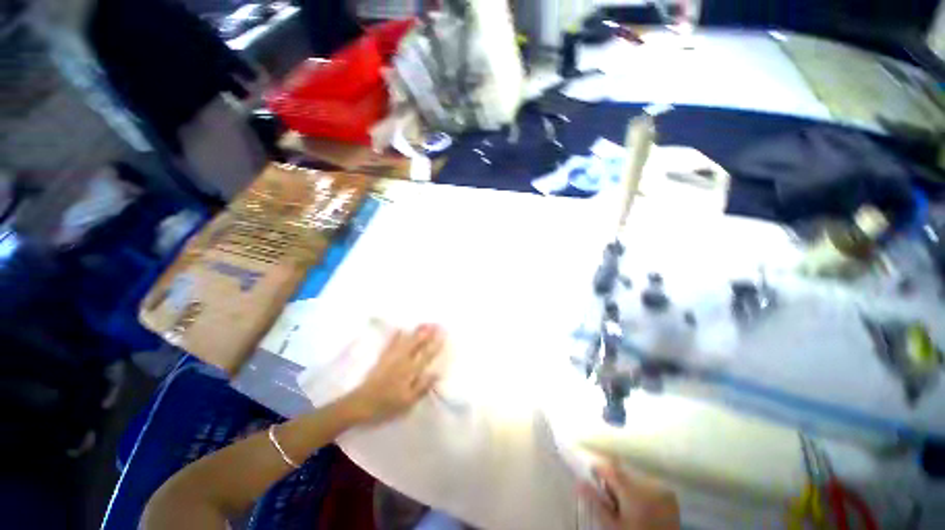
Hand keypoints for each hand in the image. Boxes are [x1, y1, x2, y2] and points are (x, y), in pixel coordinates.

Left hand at [343, 324, 445, 424]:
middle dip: (427, 333)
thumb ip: (422, 386)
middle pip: (417, 343)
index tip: (443, 334)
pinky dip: (396, 335)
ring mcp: (391, 357)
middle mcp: (402, 360)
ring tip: (424, 323)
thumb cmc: (386, 405)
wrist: (360, 404)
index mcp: (410, 371)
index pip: (426, 355)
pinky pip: (391, 343)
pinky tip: (400, 329)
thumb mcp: (407, 401)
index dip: (435, 344)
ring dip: (415, 331)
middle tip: (436, 324)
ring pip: (406, 340)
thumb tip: (436, 373)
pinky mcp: (382, 358)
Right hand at [579, 459, 680, 529]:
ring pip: (634, 475)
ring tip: (628, 504)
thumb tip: (578, 481)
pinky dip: (641, 488)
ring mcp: (662, 486)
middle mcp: (649, 483)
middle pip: (622, 470)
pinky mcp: (670, 492)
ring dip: (627, 483)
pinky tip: (641, 504)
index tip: (594, 479)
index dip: (599, 470)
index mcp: (633, 490)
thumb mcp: (612, 525)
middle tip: (612, 499)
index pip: (610, 467)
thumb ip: (595, 501)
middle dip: (614, 480)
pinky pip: (648, 481)